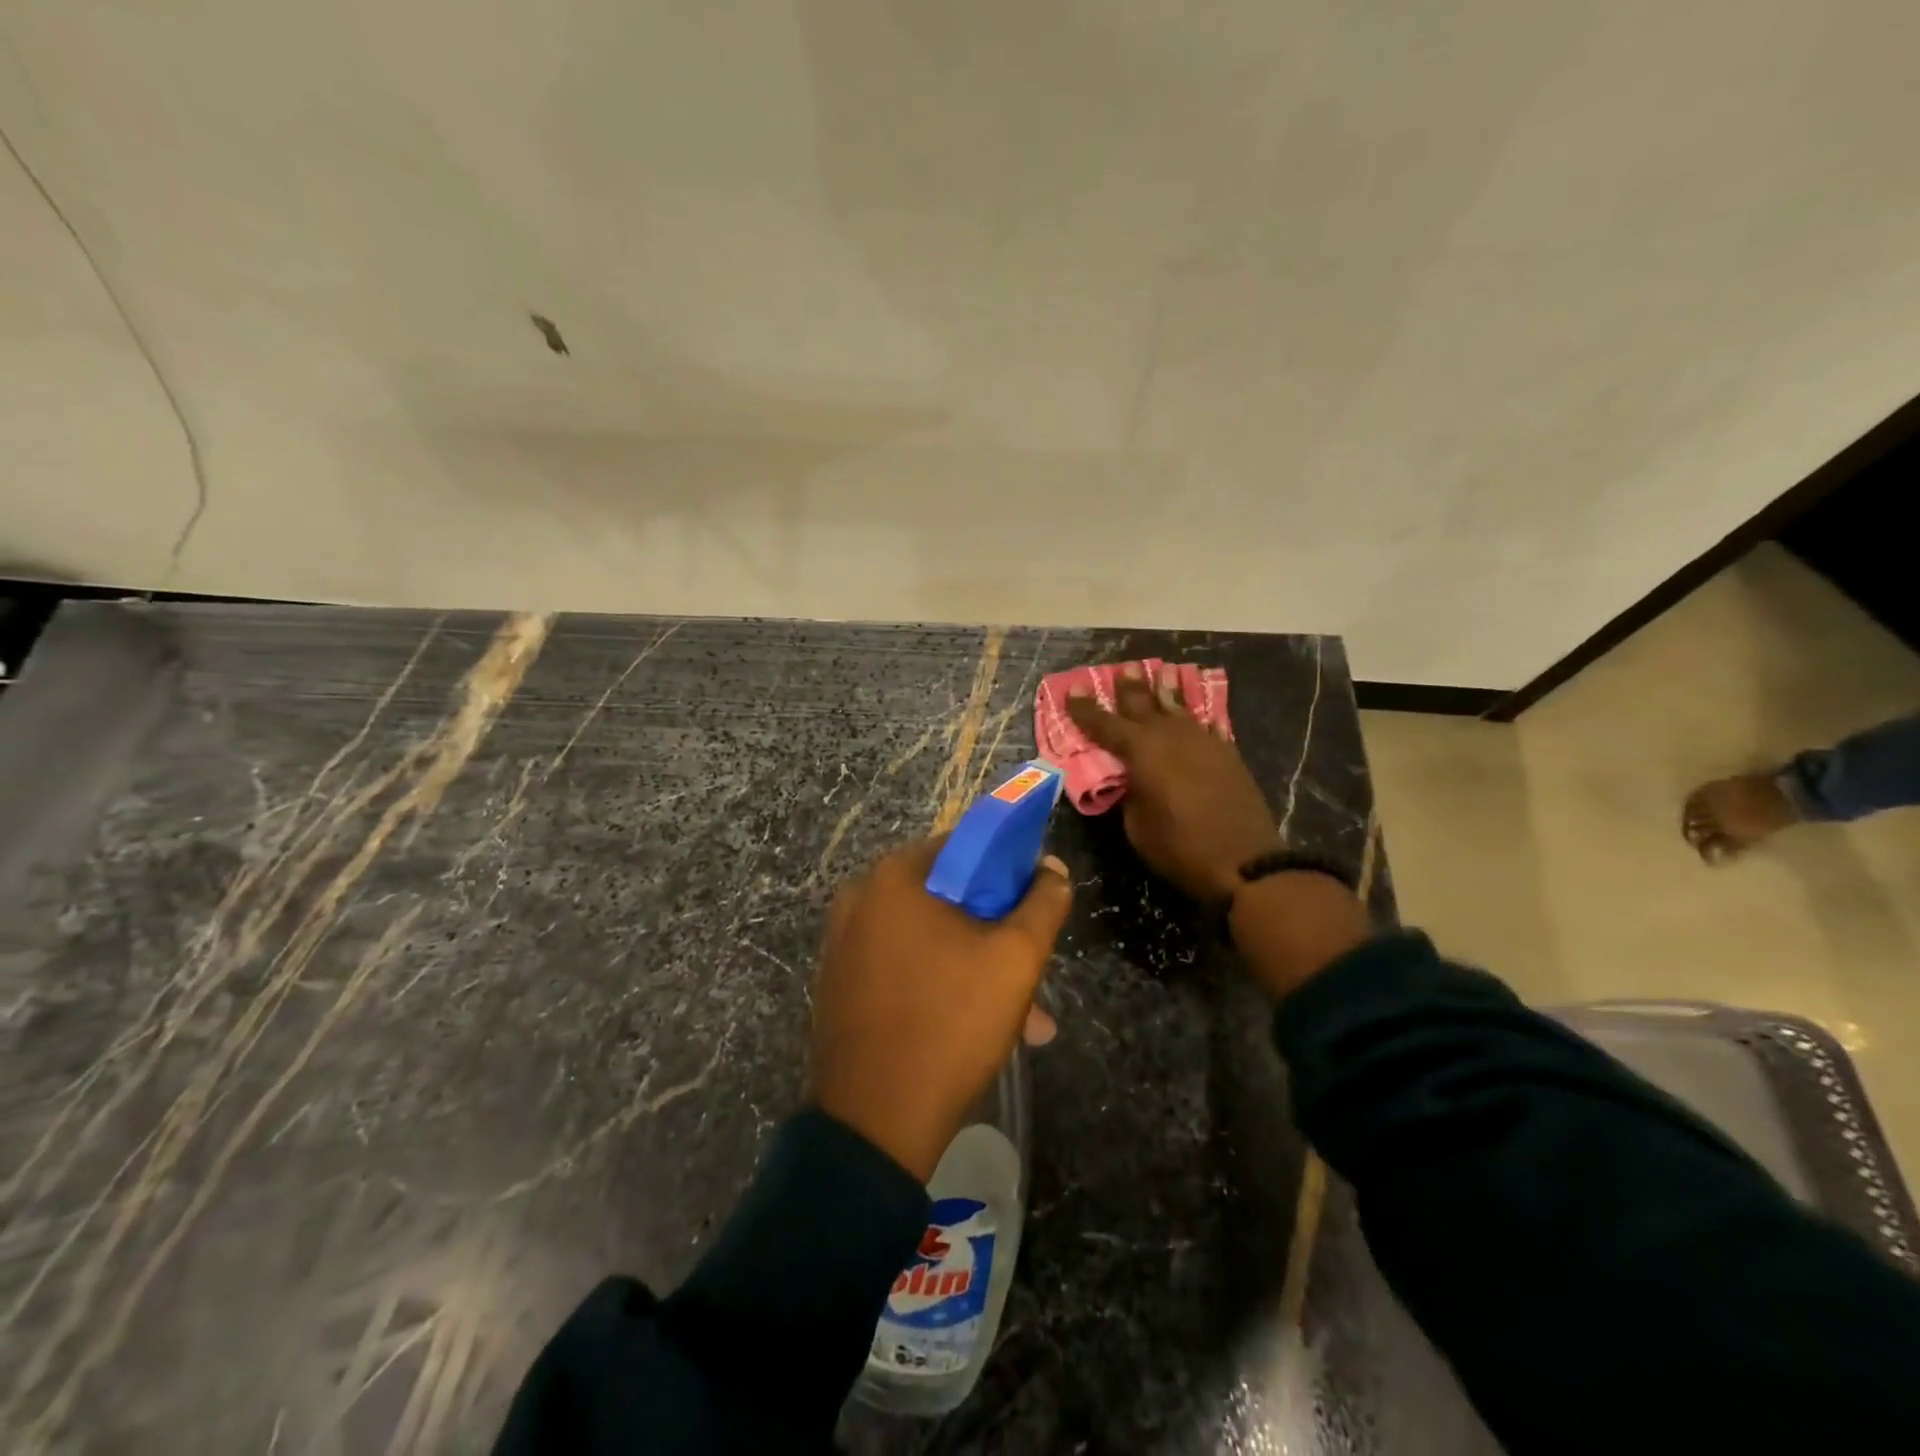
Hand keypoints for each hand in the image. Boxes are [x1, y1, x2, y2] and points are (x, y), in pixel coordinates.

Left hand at [811, 839, 1071, 1180]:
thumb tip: (1052, 868)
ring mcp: (843, 943)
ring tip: (1023, 1021)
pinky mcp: (839, 983)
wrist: (875, 1123)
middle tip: (1031, 973)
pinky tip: (972, 1027)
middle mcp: (860, 898)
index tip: (1034, 907)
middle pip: (946, 896)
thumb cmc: (950, 1024)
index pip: (965, 847)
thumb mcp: (1015, 959)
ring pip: (928, 937)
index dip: (1008, 871)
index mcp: (895, 876)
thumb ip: (1043, 903)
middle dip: (996, 933)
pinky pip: (902, 965)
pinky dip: (938, 983)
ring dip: (975, 967)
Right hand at [1066, 664, 1280, 903]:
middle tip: (1123, 668)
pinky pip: (1205, 726)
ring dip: (1166, 691)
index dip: (1085, 707)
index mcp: (1141, 751)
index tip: (1072, 688)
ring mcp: (1202, 741)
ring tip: (1161, 672)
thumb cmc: (1179, 847)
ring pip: (1179, 708)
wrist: (1243, 861)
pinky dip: (1196, 718)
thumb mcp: (1137, 826)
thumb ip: (1129, 794)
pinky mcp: (1226, 753)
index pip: (1104, 723)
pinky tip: (1196, 714)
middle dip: (1130, 687)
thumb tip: (1131, 779)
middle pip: (1144, 704)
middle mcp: (1170, 736)